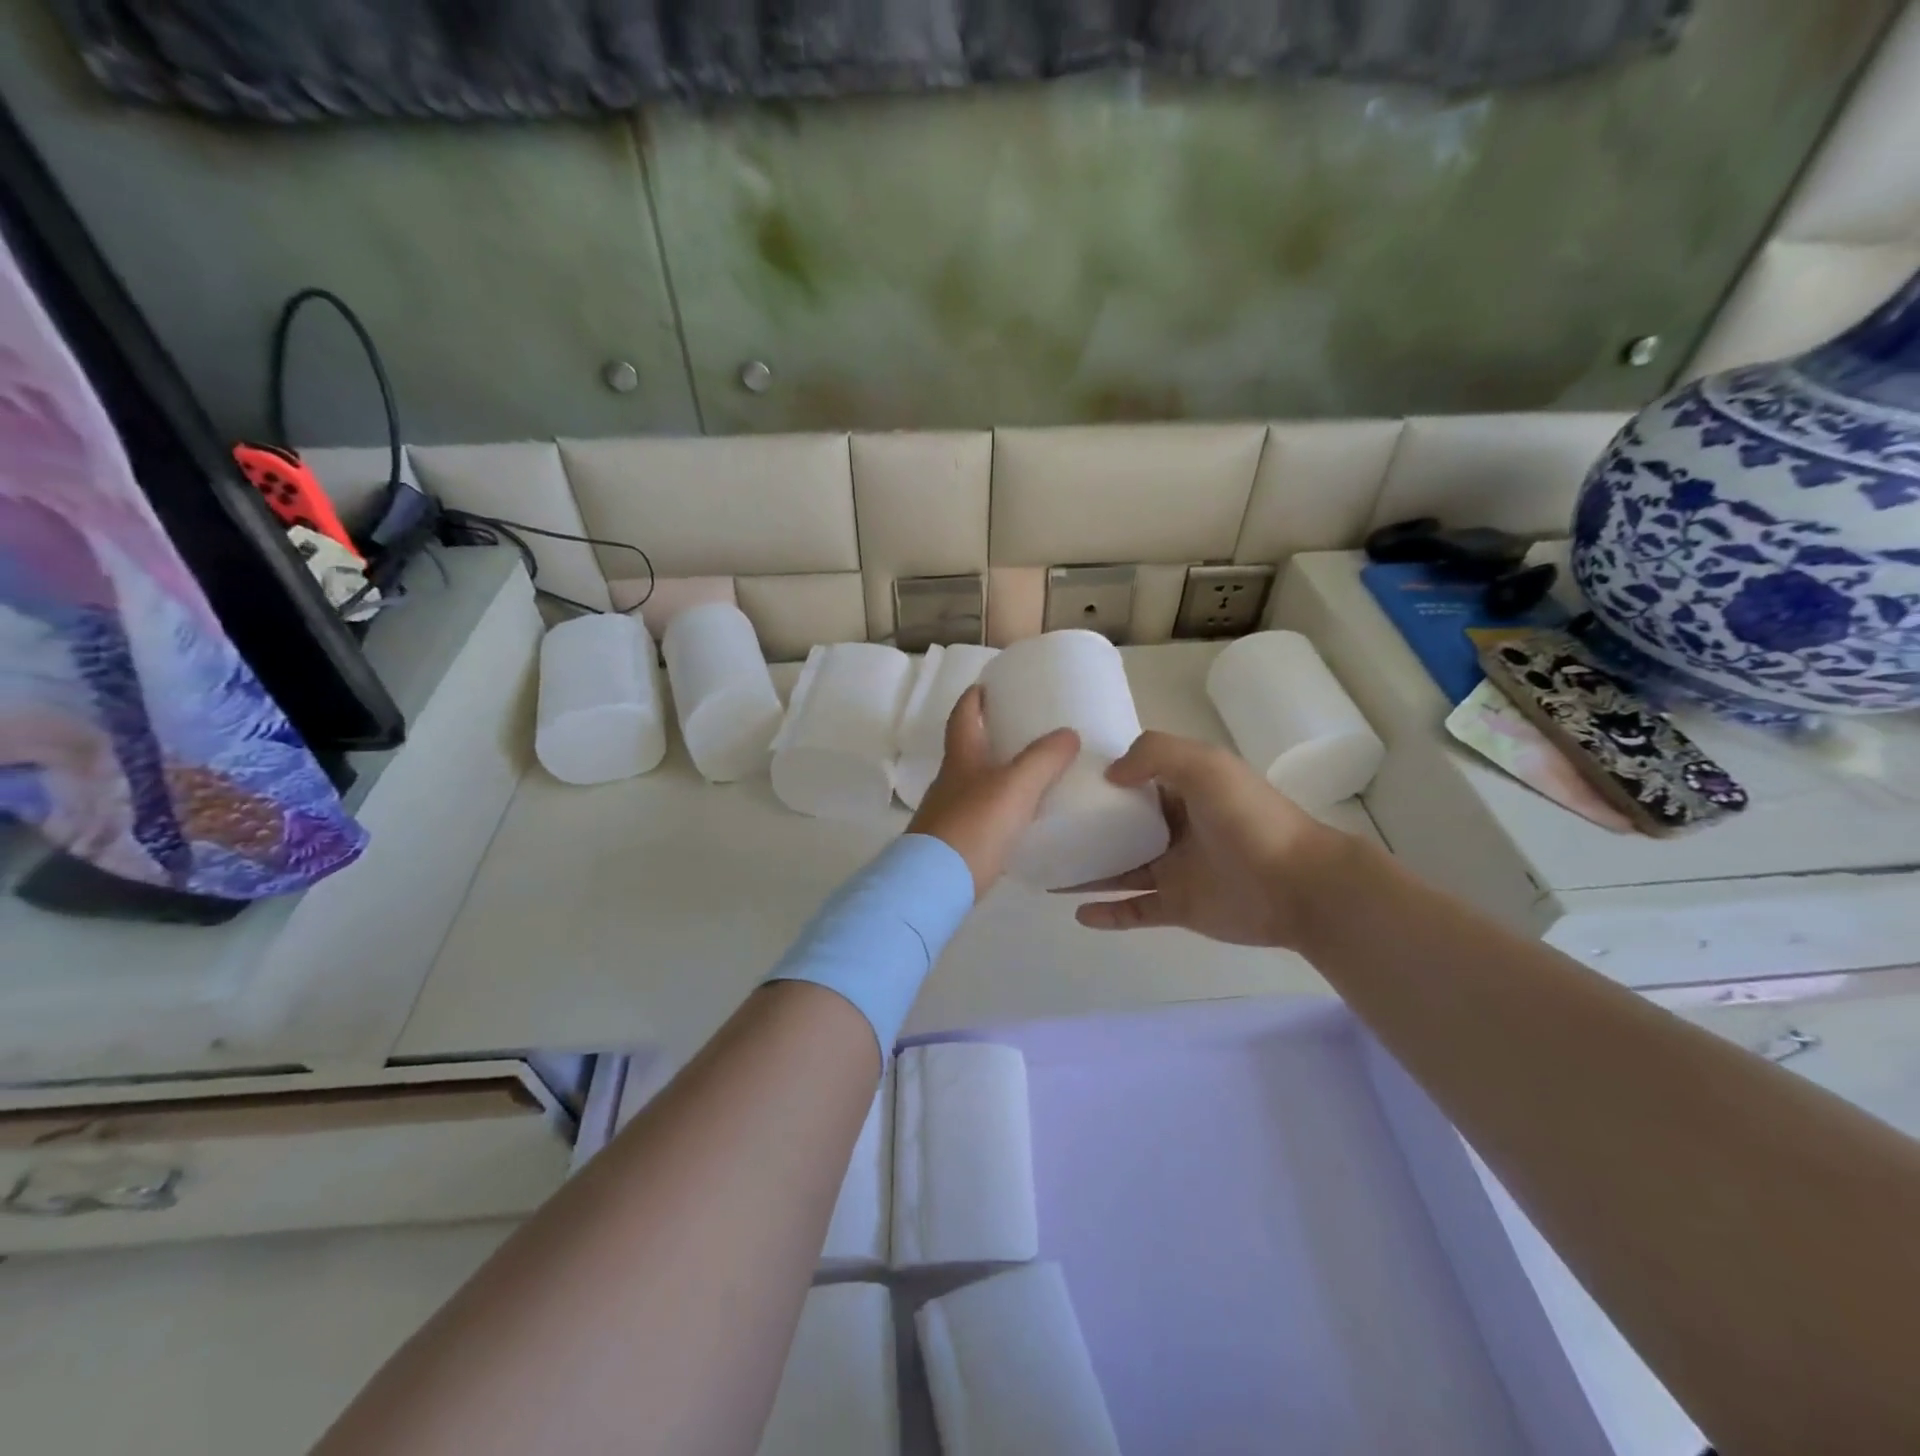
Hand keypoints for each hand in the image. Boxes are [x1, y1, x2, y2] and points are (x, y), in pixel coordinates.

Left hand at [907, 685, 1078, 896]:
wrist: (935, 886)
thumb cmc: (974, 826)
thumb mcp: (1015, 787)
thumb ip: (1043, 759)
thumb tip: (1068, 733)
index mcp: (960, 759)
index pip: (963, 716)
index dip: (974, 698)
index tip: (987, 685)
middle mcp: (948, 782)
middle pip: (967, 749)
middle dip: (990, 736)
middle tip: (1023, 730)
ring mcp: (947, 814)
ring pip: (974, 784)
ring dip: (997, 774)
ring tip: (1030, 774)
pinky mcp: (954, 845)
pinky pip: (981, 816)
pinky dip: (999, 809)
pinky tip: (1020, 820)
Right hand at [1067, 731, 1356, 948]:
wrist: (1299, 885)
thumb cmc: (1249, 818)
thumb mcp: (1204, 764)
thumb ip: (1154, 754)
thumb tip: (1110, 776)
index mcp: (1183, 790)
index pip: (1133, 781)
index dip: (1099, 779)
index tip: (1058, 780)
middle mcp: (1175, 828)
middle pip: (1119, 827)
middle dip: (1084, 826)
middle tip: (1041, 827)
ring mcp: (1175, 870)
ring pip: (1119, 869)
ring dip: (1086, 871)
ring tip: (1046, 869)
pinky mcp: (1177, 907)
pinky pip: (1134, 910)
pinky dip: (1107, 913)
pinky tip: (1078, 913)